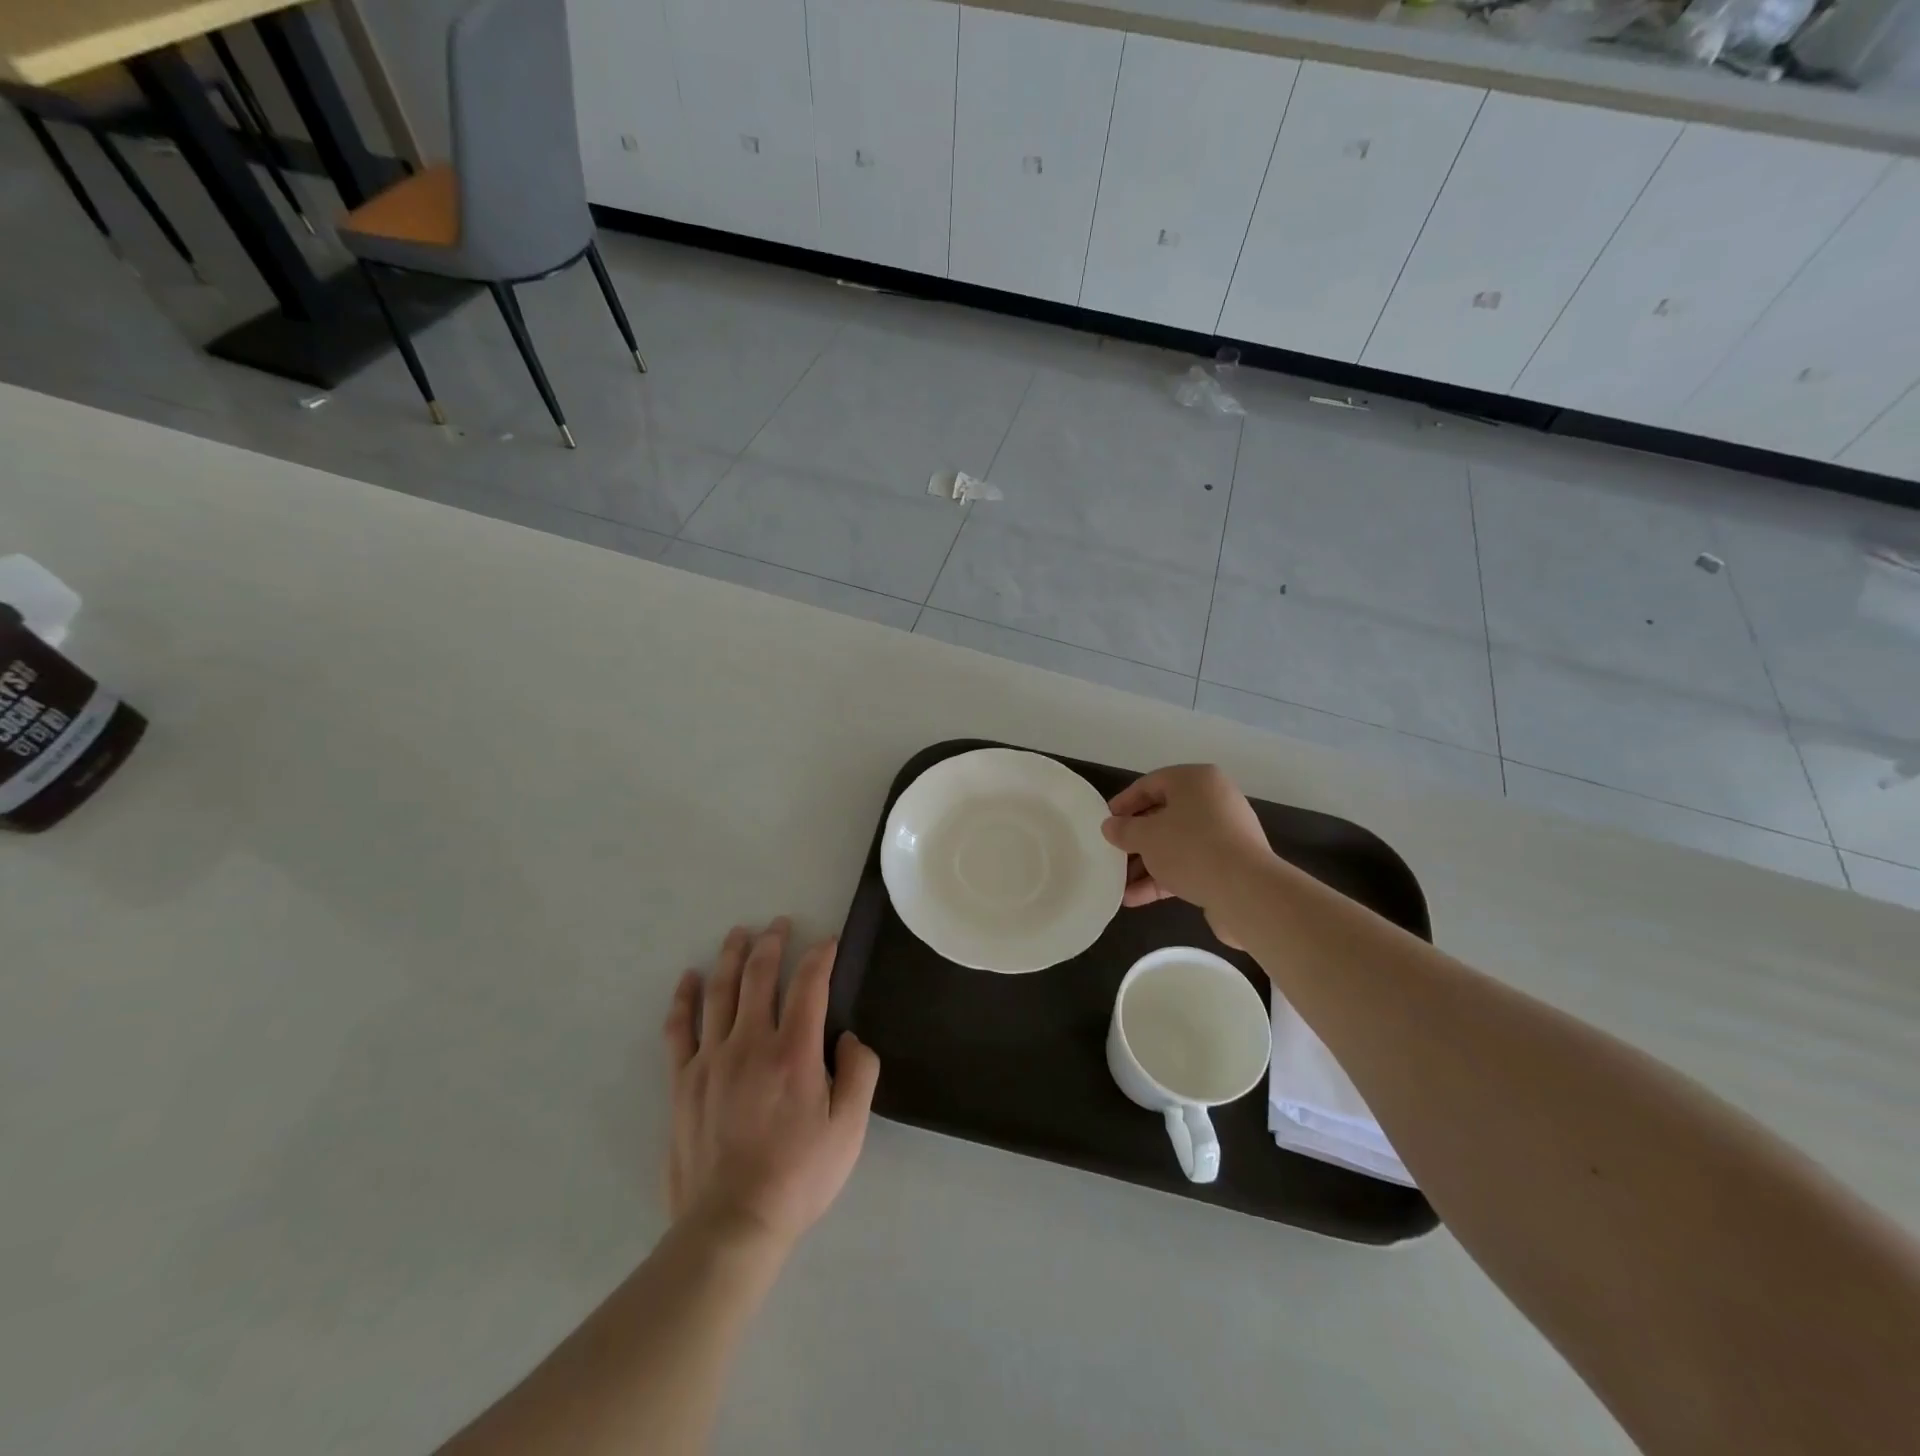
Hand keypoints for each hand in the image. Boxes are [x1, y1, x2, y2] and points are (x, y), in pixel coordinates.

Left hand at [662, 920, 880, 1253]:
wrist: (731, 1224)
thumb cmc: (798, 1176)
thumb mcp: (849, 1130)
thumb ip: (859, 1074)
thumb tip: (849, 1038)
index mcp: (794, 1052)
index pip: (809, 985)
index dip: (820, 956)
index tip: (827, 942)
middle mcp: (750, 1043)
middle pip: (760, 976)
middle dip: (772, 943)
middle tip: (779, 924)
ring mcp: (711, 1060)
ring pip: (720, 992)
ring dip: (730, 957)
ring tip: (738, 934)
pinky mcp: (683, 1082)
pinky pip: (679, 1029)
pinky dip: (684, 999)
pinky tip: (689, 980)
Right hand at [1100, 765, 1278, 945]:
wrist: (1247, 892)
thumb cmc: (1191, 848)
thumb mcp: (1146, 836)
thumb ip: (1124, 830)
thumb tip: (1110, 826)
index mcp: (1196, 781)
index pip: (1150, 784)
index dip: (1123, 803)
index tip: (1104, 823)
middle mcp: (1214, 801)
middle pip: (1163, 815)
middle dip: (1135, 839)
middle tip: (1112, 854)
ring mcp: (1225, 834)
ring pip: (1175, 844)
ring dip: (1146, 864)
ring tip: (1119, 884)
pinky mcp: (1229, 864)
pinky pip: (1190, 865)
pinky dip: (1164, 878)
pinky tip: (1136, 899)